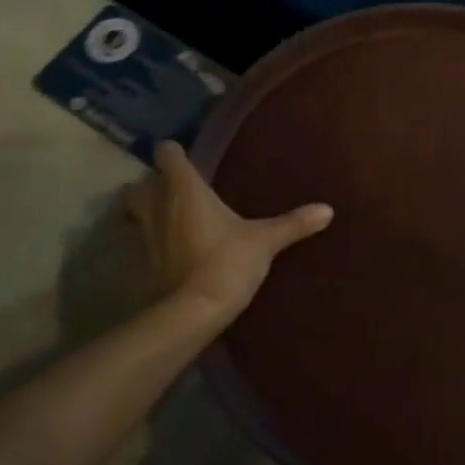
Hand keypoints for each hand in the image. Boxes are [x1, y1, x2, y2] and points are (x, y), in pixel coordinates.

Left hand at [124, 141, 333, 324]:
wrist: (193, 313)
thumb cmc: (226, 261)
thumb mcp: (265, 241)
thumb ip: (293, 223)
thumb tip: (328, 209)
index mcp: (185, 189)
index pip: (167, 155)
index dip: (172, 152)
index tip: (183, 153)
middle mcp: (160, 206)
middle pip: (138, 185)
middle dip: (150, 184)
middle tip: (171, 188)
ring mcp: (149, 237)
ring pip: (136, 213)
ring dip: (146, 211)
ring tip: (170, 215)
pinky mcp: (147, 264)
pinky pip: (145, 241)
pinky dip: (155, 239)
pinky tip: (175, 246)